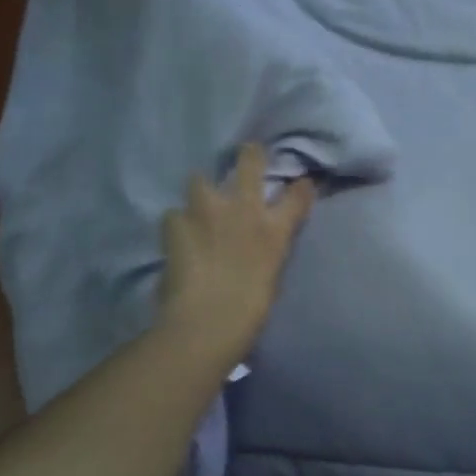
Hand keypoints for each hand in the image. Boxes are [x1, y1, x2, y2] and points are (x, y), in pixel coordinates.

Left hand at [158, 143, 314, 361]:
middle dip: (249, 155)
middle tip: (247, 153)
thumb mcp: (271, 276)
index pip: (298, 195)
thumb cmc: (249, 311)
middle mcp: (244, 210)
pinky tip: (175, 237)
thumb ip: (266, 251)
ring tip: (197, 205)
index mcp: (274, 230)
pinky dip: (176, 224)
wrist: (206, 321)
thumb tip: (258, 244)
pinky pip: (174, 215)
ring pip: (199, 181)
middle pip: (249, 163)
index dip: (301, 186)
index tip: (301, 183)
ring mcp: (207, 212)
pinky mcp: (175, 222)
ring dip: (200, 191)